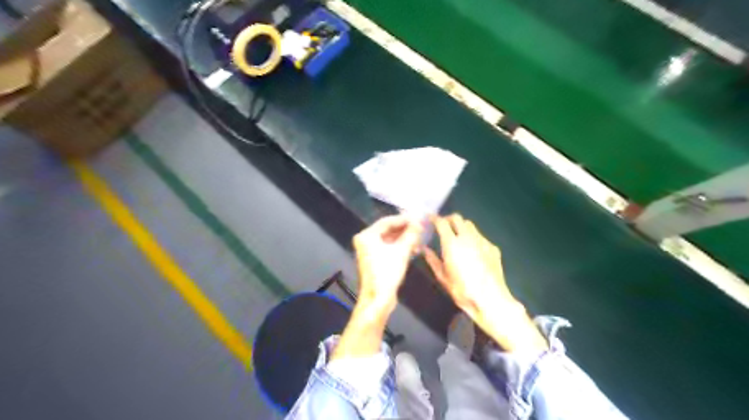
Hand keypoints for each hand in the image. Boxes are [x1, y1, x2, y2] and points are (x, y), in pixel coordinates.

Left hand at [354, 217, 423, 311]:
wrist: (377, 299)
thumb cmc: (387, 273)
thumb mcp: (402, 251)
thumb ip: (411, 234)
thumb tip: (420, 222)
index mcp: (367, 235)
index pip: (387, 221)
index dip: (404, 219)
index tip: (418, 218)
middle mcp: (365, 240)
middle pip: (388, 229)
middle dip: (405, 228)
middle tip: (421, 226)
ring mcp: (369, 250)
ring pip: (389, 239)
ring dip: (404, 238)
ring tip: (420, 237)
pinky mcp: (375, 259)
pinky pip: (388, 247)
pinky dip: (400, 246)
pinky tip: (413, 248)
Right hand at [424, 215, 548, 351]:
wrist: (490, 299)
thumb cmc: (462, 290)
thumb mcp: (443, 277)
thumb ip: (432, 260)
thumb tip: (425, 249)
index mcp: (452, 244)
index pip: (442, 222)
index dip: (435, 218)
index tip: (430, 219)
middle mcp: (467, 237)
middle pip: (457, 218)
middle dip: (448, 219)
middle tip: (443, 226)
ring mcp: (482, 241)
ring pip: (470, 225)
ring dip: (461, 227)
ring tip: (457, 237)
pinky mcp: (492, 247)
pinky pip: (480, 236)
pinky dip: (473, 238)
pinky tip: (472, 250)